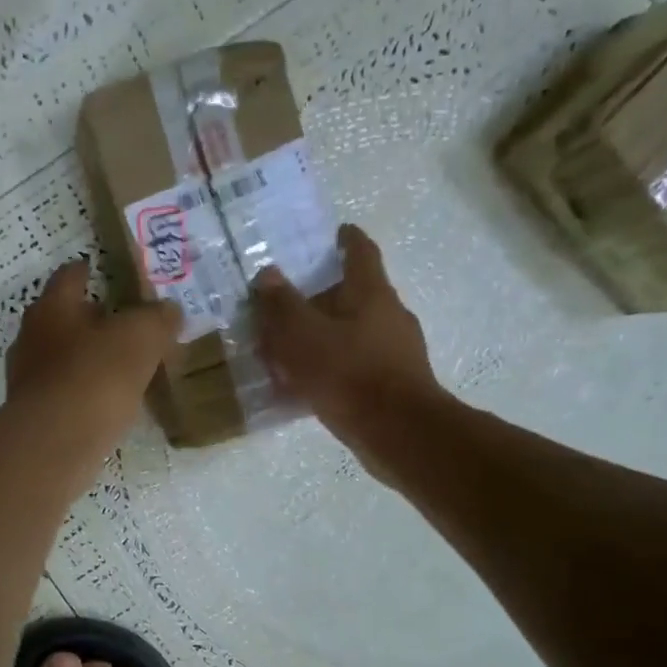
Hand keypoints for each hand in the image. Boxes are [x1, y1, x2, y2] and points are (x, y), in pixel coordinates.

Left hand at [6, 259, 181, 452]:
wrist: (54, 444)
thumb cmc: (95, 377)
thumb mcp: (141, 338)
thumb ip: (157, 319)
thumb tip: (169, 311)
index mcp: (52, 308)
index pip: (69, 276)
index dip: (89, 271)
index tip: (103, 272)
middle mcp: (31, 338)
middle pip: (62, 319)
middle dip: (90, 320)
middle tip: (124, 325)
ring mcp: (28, 379)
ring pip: (61, 359)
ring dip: (87, 360)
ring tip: (121, 369)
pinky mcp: (34, 415)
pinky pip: (64, 394)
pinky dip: (83, 394)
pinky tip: (107, 405)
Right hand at [252, 224, 446, 468]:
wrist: (398, 432)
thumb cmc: (348, 374)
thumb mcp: (302, 336)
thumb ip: (281, 305)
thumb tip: (267, 274)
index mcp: (371, 292)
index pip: (360, 251)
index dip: (345, 239)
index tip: (333, 233)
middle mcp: (389, 315)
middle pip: (354, 295)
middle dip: (322, 297)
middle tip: (288, 305)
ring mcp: (397, 352)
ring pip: (353, 333)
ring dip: (324, 337)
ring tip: (289, 351)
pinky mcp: (394, 385)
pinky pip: (355, 366)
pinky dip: (331, 368)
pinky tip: (307, 387)